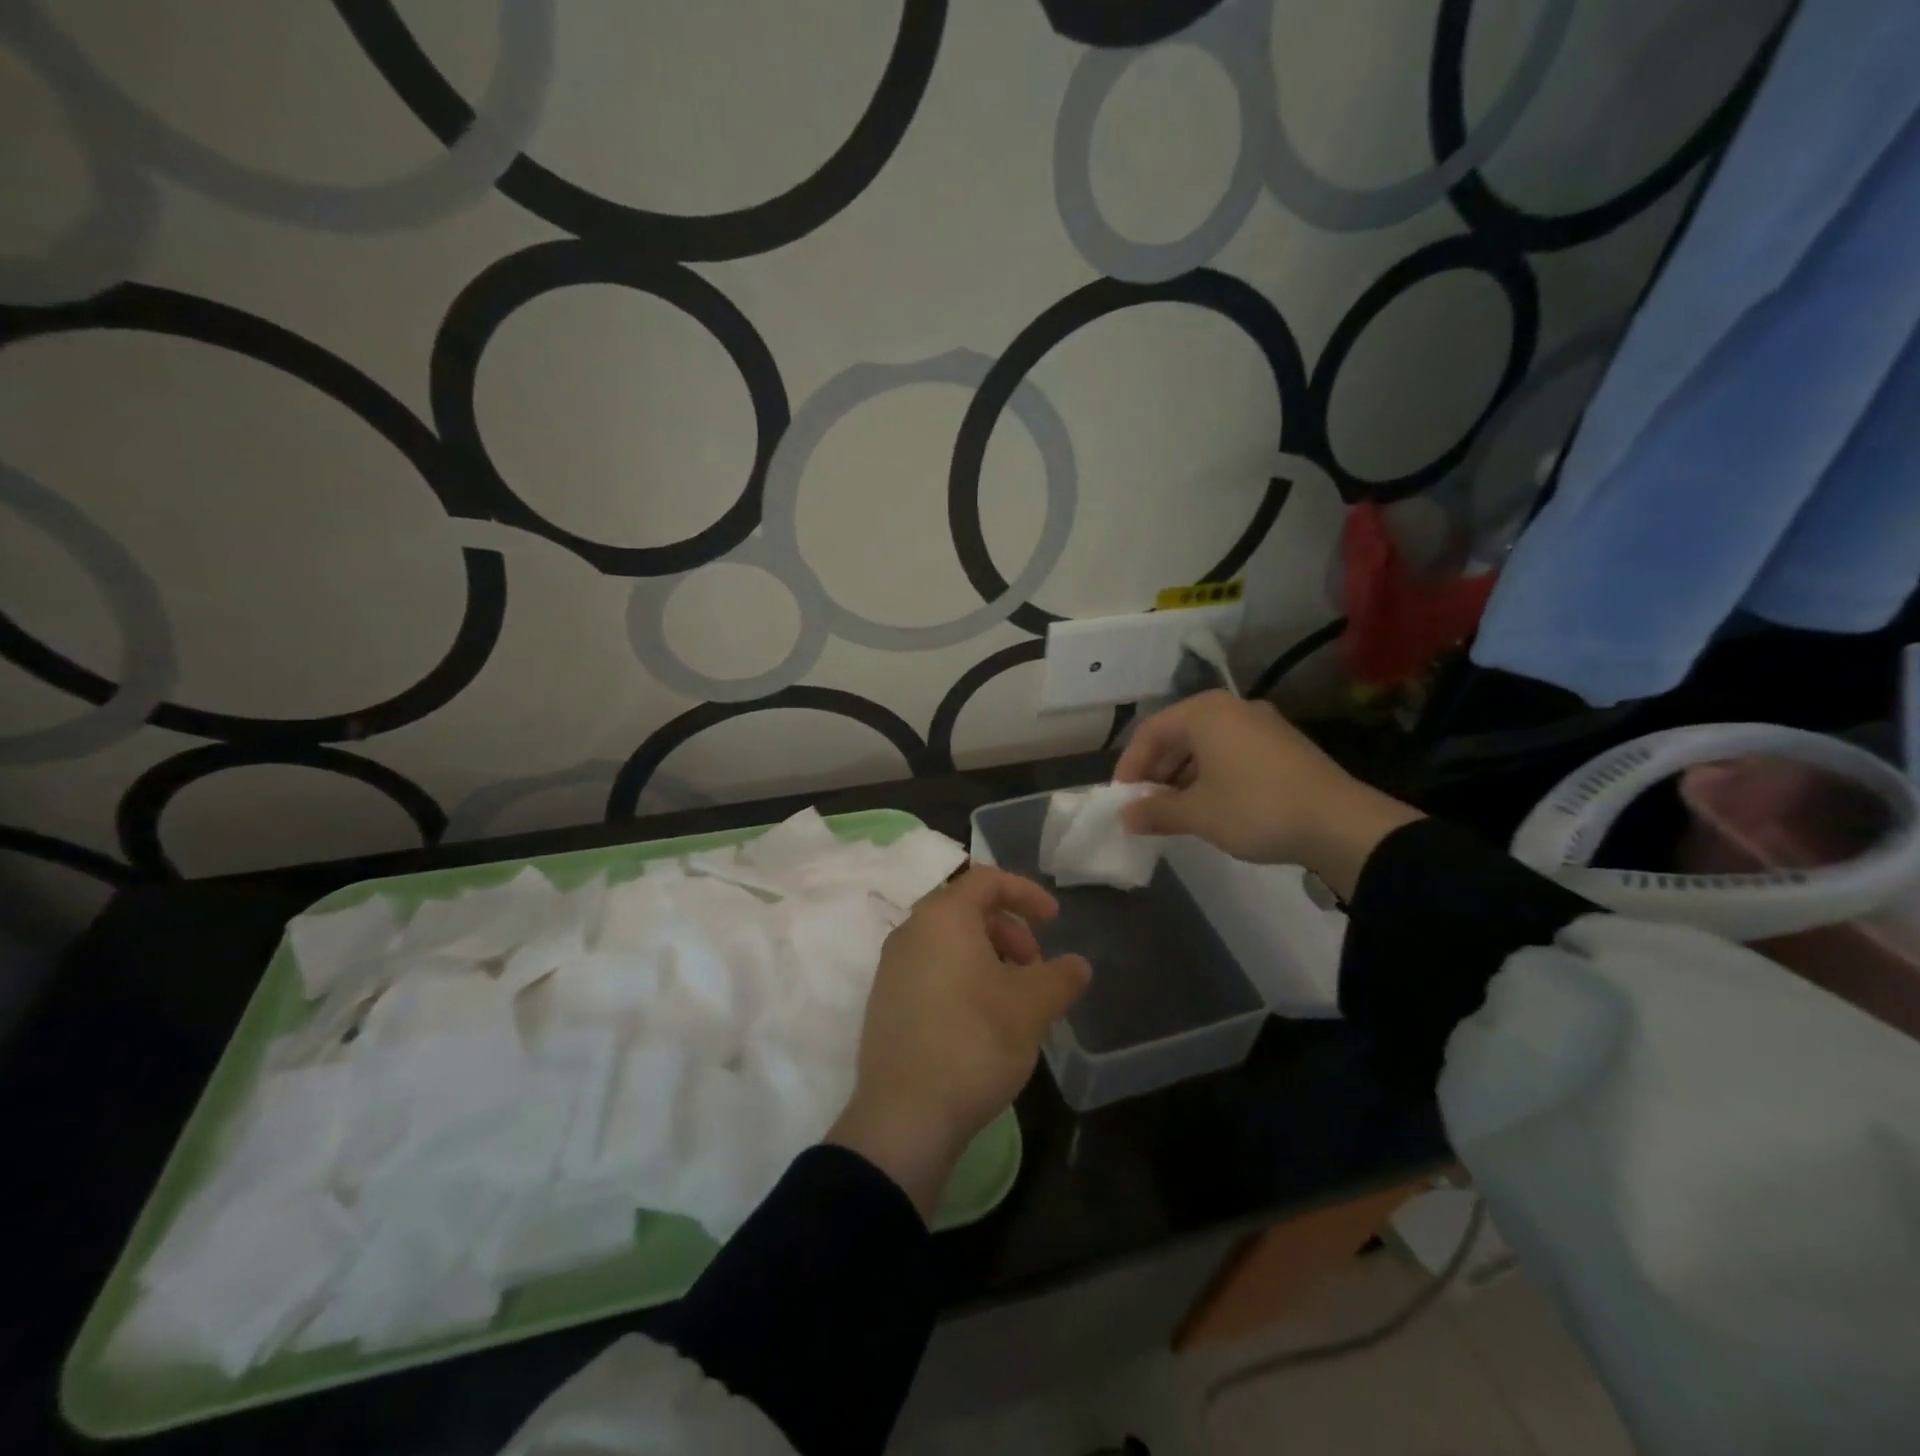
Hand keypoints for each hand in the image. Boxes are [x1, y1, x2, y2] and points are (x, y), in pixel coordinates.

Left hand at [828, 866, 1089, 1221]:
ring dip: (987, 955)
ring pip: (947, 941)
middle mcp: (910, 931)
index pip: (987, 880)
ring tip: (1014, 996)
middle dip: (1008, 929)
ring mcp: (891, 967)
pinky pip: (930, 968)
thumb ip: (1060, 977)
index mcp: (942, 917)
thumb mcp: (1032, 1008)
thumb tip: (1077, 965)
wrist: (904, 1116)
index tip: (1054, 920)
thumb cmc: (974, 1042)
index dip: (1026, 893)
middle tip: (1035, 966)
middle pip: (965, 909)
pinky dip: (961, 976)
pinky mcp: (885, 1002)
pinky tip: (982, 1018)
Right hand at [1113, 690, 1422, 898]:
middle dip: (1156, 771)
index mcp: (1204, 712)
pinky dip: (1211, 775)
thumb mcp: (1198, 814)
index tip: (1122, 799)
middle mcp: (1232, 708)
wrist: (1340, 823)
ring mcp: (1262, 724)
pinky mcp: (1283, 745)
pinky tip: (1211, 806)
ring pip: (1206, 745)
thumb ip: (1156, 812)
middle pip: (1178, 734)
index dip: (1130, 766)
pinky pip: (1231, 753)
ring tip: (1175, 811)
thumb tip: (1126, 817)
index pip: (1150, 731)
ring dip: (1182, 776)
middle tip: (1145, 806)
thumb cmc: (1255, 808)